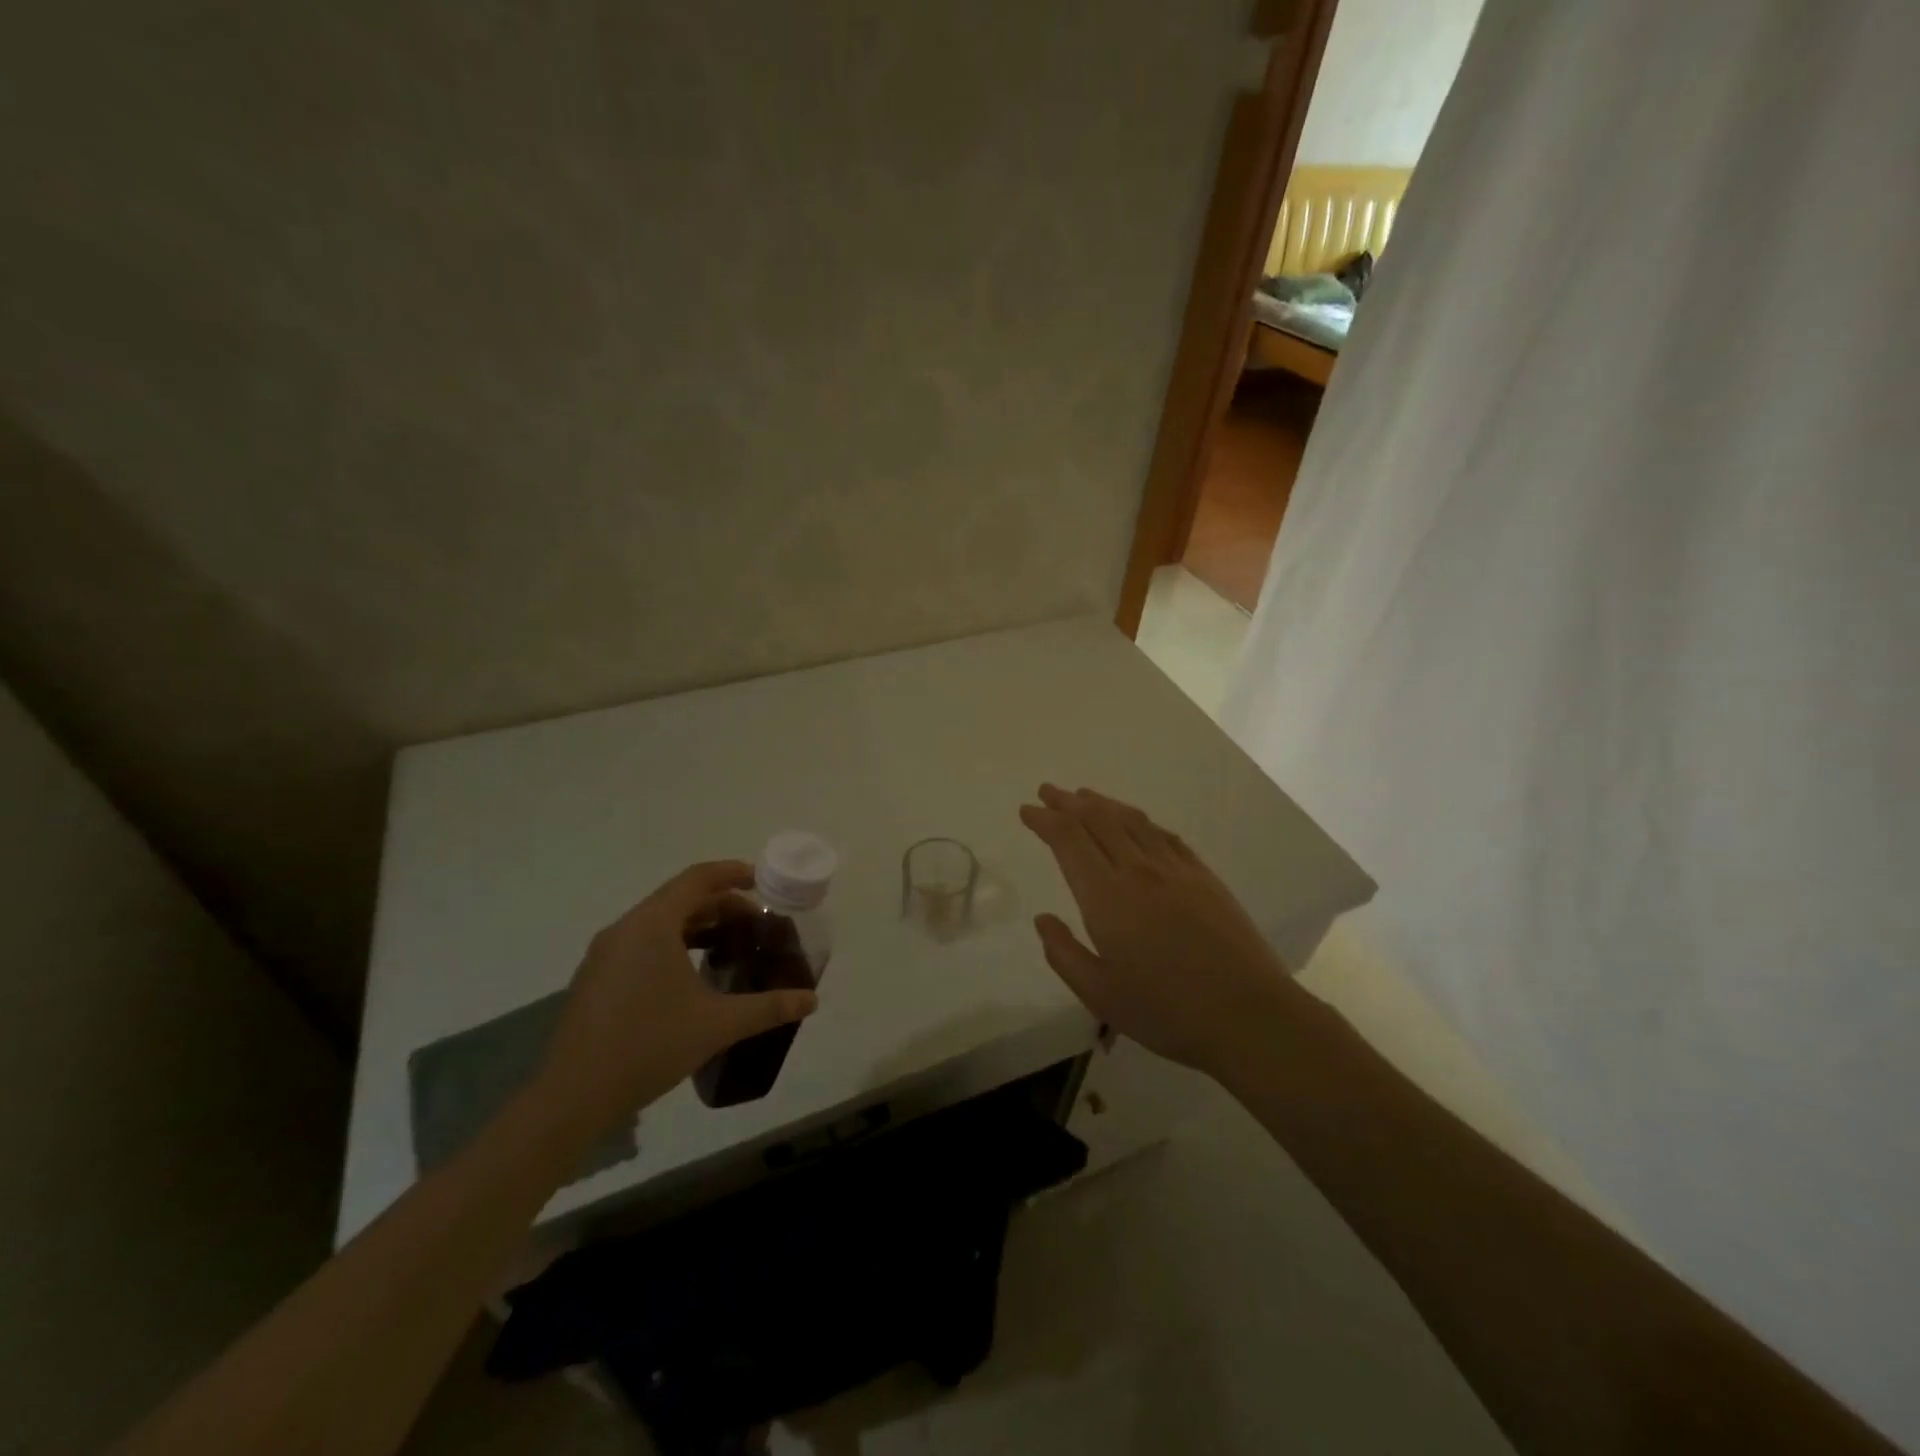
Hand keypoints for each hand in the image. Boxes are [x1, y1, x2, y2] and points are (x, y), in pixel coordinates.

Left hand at [534, 861, 817, 1137]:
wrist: (574, 1096)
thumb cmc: (650, 1045)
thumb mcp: (718, 1024)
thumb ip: (768, 1007)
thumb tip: (812, 1000)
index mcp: (653, 924)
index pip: (697, 878)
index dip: (731, 873)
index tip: (761, 881)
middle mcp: (626, 928)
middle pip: (679, 897)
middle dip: (720, 904)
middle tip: (754, 922)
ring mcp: (605, 953)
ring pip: (658, 921)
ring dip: (695, 924)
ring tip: (728, 944)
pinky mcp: (595, 977)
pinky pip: (640, 942)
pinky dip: (671, 943)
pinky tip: (689, 975)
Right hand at [1019, 785, 1300, 1078]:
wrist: (1249, 1014)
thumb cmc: (1167, 1011)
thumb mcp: (1100, 995)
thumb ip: (1064, 953)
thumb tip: (1043, 920)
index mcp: (1107, 897)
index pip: (1069, 840)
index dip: (1045, 820)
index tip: (1027, 811)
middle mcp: (1138, 870)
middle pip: (1098, 820)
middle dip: (1068, 802)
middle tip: (1048, 791)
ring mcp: (1176, 869)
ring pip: (1132, 820)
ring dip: (1103, 803)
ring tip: (1084, 796)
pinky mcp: (1204, 876)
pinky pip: (1164, 835)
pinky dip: (1141, 821)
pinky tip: (1136, 823)